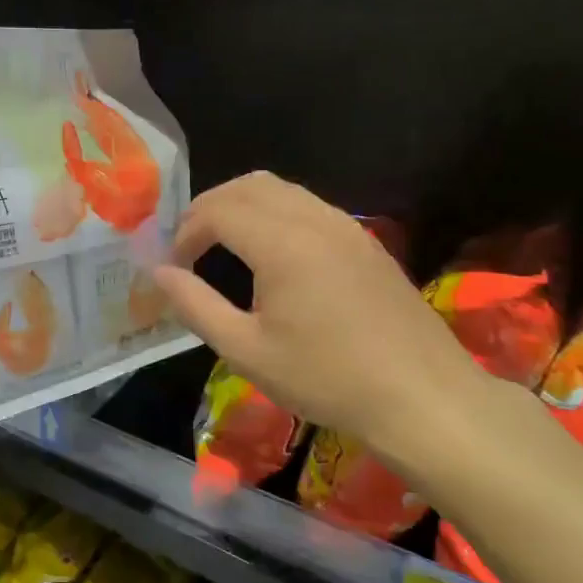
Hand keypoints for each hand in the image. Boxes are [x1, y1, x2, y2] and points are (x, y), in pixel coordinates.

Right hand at [152, 173, 482, 466]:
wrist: (422, 396)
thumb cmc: (326, 377)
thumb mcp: (246, 351)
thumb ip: (195, 306)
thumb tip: (159, 273)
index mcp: (282, 243)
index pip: (218, 210)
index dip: (186, 232)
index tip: (174, 266)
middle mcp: (314, 220)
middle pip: (248, 186)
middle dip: (209, 208)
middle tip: (190, 246)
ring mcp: (346, 227)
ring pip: (282, 190)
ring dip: (242, 206)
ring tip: (223, 245)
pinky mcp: (365, 241)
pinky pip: (308, 206)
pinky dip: (275, 213)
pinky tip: (272, 255)